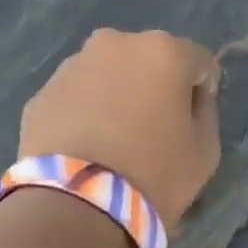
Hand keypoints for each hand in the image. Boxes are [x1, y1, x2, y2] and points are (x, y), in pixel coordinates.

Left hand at [19, 28, 222, 228]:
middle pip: (149, 61)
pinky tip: (87, 148)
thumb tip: (191, 98)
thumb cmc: (156, 172)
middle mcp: (115, 44)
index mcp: (163, 51)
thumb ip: (204, 112)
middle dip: (154, 86)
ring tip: (115, 140)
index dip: (201, 91)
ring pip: (108, 75)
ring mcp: (72, 66)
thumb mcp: (206, 149)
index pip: (199, 62)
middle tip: (154, 128)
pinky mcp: (41, 94)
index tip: (194, 120)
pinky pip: (76, 98)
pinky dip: (85, 113)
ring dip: (117, 95)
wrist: (78, 203)